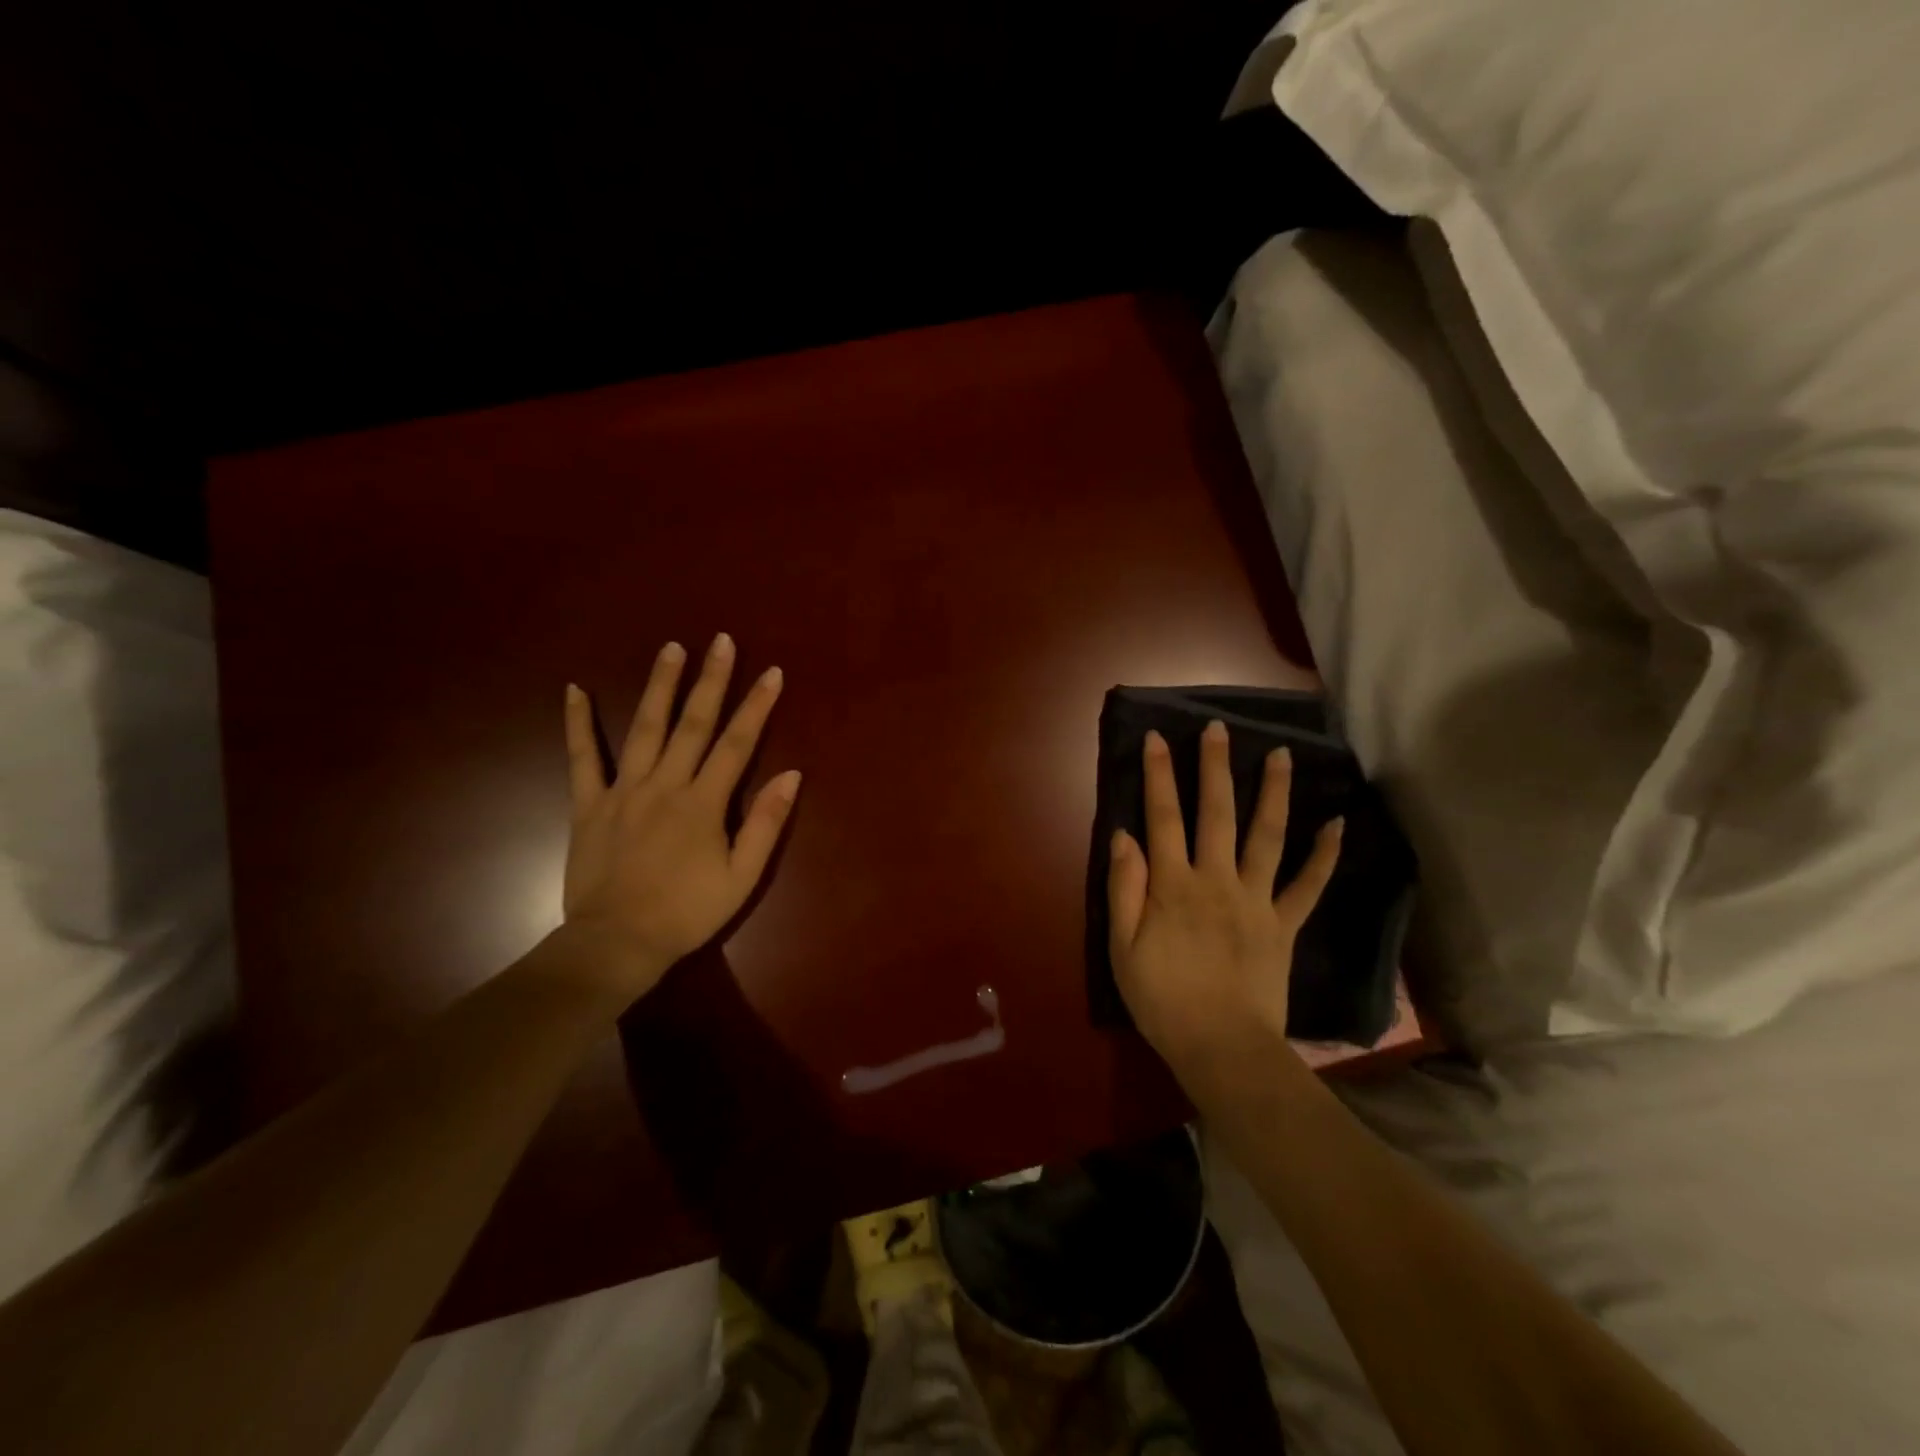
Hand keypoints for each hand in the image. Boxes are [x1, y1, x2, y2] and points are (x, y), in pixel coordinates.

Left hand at [558, 634, 800, 1002]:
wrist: (617, 943)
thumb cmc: (687, 912)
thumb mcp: (742, 876)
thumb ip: (766, 822)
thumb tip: (792, 774)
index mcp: (704, 802)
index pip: (737, 743)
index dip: (757, 706)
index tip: (772, 672)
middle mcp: (665, 784)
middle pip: (693, 723)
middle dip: (711, 680)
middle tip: (721, 641)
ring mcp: (623, 790)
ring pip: (644, 727)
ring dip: (659, 686)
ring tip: (671, 648)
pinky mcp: (589, 804)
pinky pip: (581, 758)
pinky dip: (577, 723)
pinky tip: (574, 690)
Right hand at [1107, 721, 1340, 1082]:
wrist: (1221, 1047)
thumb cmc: (1162, 999)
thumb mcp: (1122, 947)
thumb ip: (1124, 888)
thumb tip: (1125, 836)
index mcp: (1172, 885)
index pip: (1163, 817)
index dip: (1158, 775)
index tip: (1158, 738)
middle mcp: (1216, 880)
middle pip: (1216, 813)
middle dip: (1215, 767)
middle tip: (1220, 729)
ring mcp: (1256, 900)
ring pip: (1266, 836)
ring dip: (1274, 793)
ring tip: (1283, 755)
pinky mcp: (1283, 924)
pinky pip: (1308, 885)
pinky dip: (1324, 855)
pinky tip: (1336, 824)